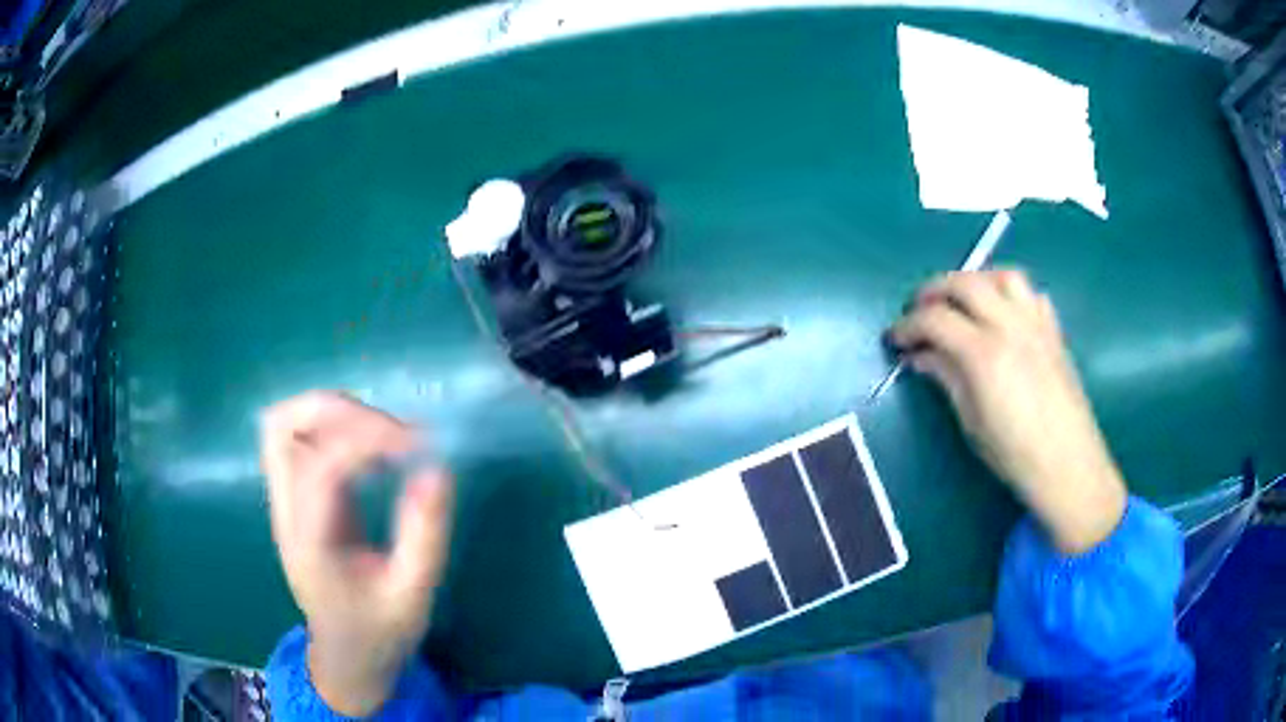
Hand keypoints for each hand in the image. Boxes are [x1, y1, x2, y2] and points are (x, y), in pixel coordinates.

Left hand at [261, 391, 453, 715]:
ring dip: (332, 415)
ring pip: (286, 426)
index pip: (321, 465)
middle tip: (389, 431)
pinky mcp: (299, 498)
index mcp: (310, 541)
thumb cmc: (379, 632)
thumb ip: (424, 535)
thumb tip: (438, 469)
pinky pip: (303, 441)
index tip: (418, 444)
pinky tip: (373, 454)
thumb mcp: (412, 595)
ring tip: (382, 436)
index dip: (367, 439)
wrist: (346, 656)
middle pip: (282, 427)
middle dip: (335, 410)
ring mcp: (287, 502)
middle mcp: (287, 512)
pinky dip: (335, 430)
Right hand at [890, 270, 1126, 554]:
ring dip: (975, 281)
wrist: (1067, 464)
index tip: (894, 339)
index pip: (935, 319)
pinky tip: (1003, 314)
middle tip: (918, 310)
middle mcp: (1010, 325)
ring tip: (962, 302)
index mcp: (984, 353)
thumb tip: (920, 356)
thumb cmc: (1014, 453)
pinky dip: (1010, 293)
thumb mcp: (970, 420)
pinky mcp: (1053, 330)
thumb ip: (945, 377)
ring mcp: (1035, 323)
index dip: (907, 326)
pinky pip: (1031, 293)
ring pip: (1001, 276)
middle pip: (965, 283)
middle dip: (934, 290)